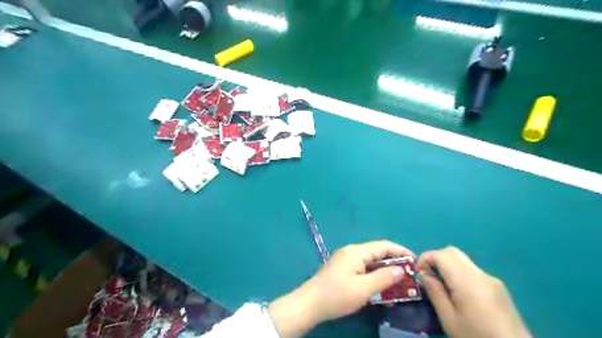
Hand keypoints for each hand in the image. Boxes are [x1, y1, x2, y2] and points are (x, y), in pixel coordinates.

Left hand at [269, 240, 414, 337]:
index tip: (415, 261)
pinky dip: (374, 275)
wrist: (310, 303)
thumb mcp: (363, 288)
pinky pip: (363, 268)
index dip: (401, 251)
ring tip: (399, 282)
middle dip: (394, 262)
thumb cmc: (337, 295)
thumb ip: (384, 278)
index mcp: (357, 252)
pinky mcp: (343, 269)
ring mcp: (346, 260)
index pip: (383, 246)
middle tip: (410, 275)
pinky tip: (381, 286)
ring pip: (370, 262)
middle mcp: (351, 251)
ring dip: (384, 270)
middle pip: (377, 253)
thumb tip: (401, 269)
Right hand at [419, 247, 529, 337]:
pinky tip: (459, 293)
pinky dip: (459, 273)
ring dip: (447, 265)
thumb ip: (434, 291)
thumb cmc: (477, 337)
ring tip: (441, 285)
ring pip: (463, 260)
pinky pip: (472, 271)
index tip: (418, 273)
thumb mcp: (449, 318)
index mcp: (467, 280)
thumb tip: (423, 273)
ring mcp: (491, 279)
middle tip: (427, 276)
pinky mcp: (498, 288)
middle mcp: (480, 274)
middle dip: (435, 258)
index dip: (425, 258)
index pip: (441, 254)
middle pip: (452, 252)